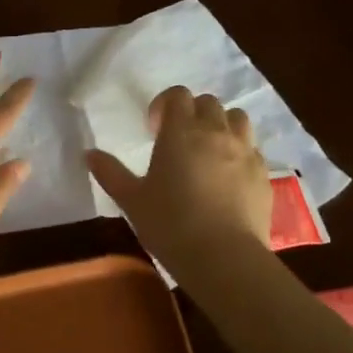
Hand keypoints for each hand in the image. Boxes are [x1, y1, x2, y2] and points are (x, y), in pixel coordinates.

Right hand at [88, 86, 271, 266]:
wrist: (224, 257)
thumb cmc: (170, 224)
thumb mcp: (132, 200)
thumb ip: (110, 173)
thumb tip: (88, 153)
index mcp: (181, 131)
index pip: (178, 95)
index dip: (164, 105)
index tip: (154, 130)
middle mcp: (216, 132)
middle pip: (208, 103)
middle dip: (192, 114)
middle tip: (179, 141)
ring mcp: (245, 151)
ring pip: (237, 118)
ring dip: (221, 125)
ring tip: (209, 151)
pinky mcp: (264, 174)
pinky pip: (253, 149)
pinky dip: (240, 153)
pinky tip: (228, 178)